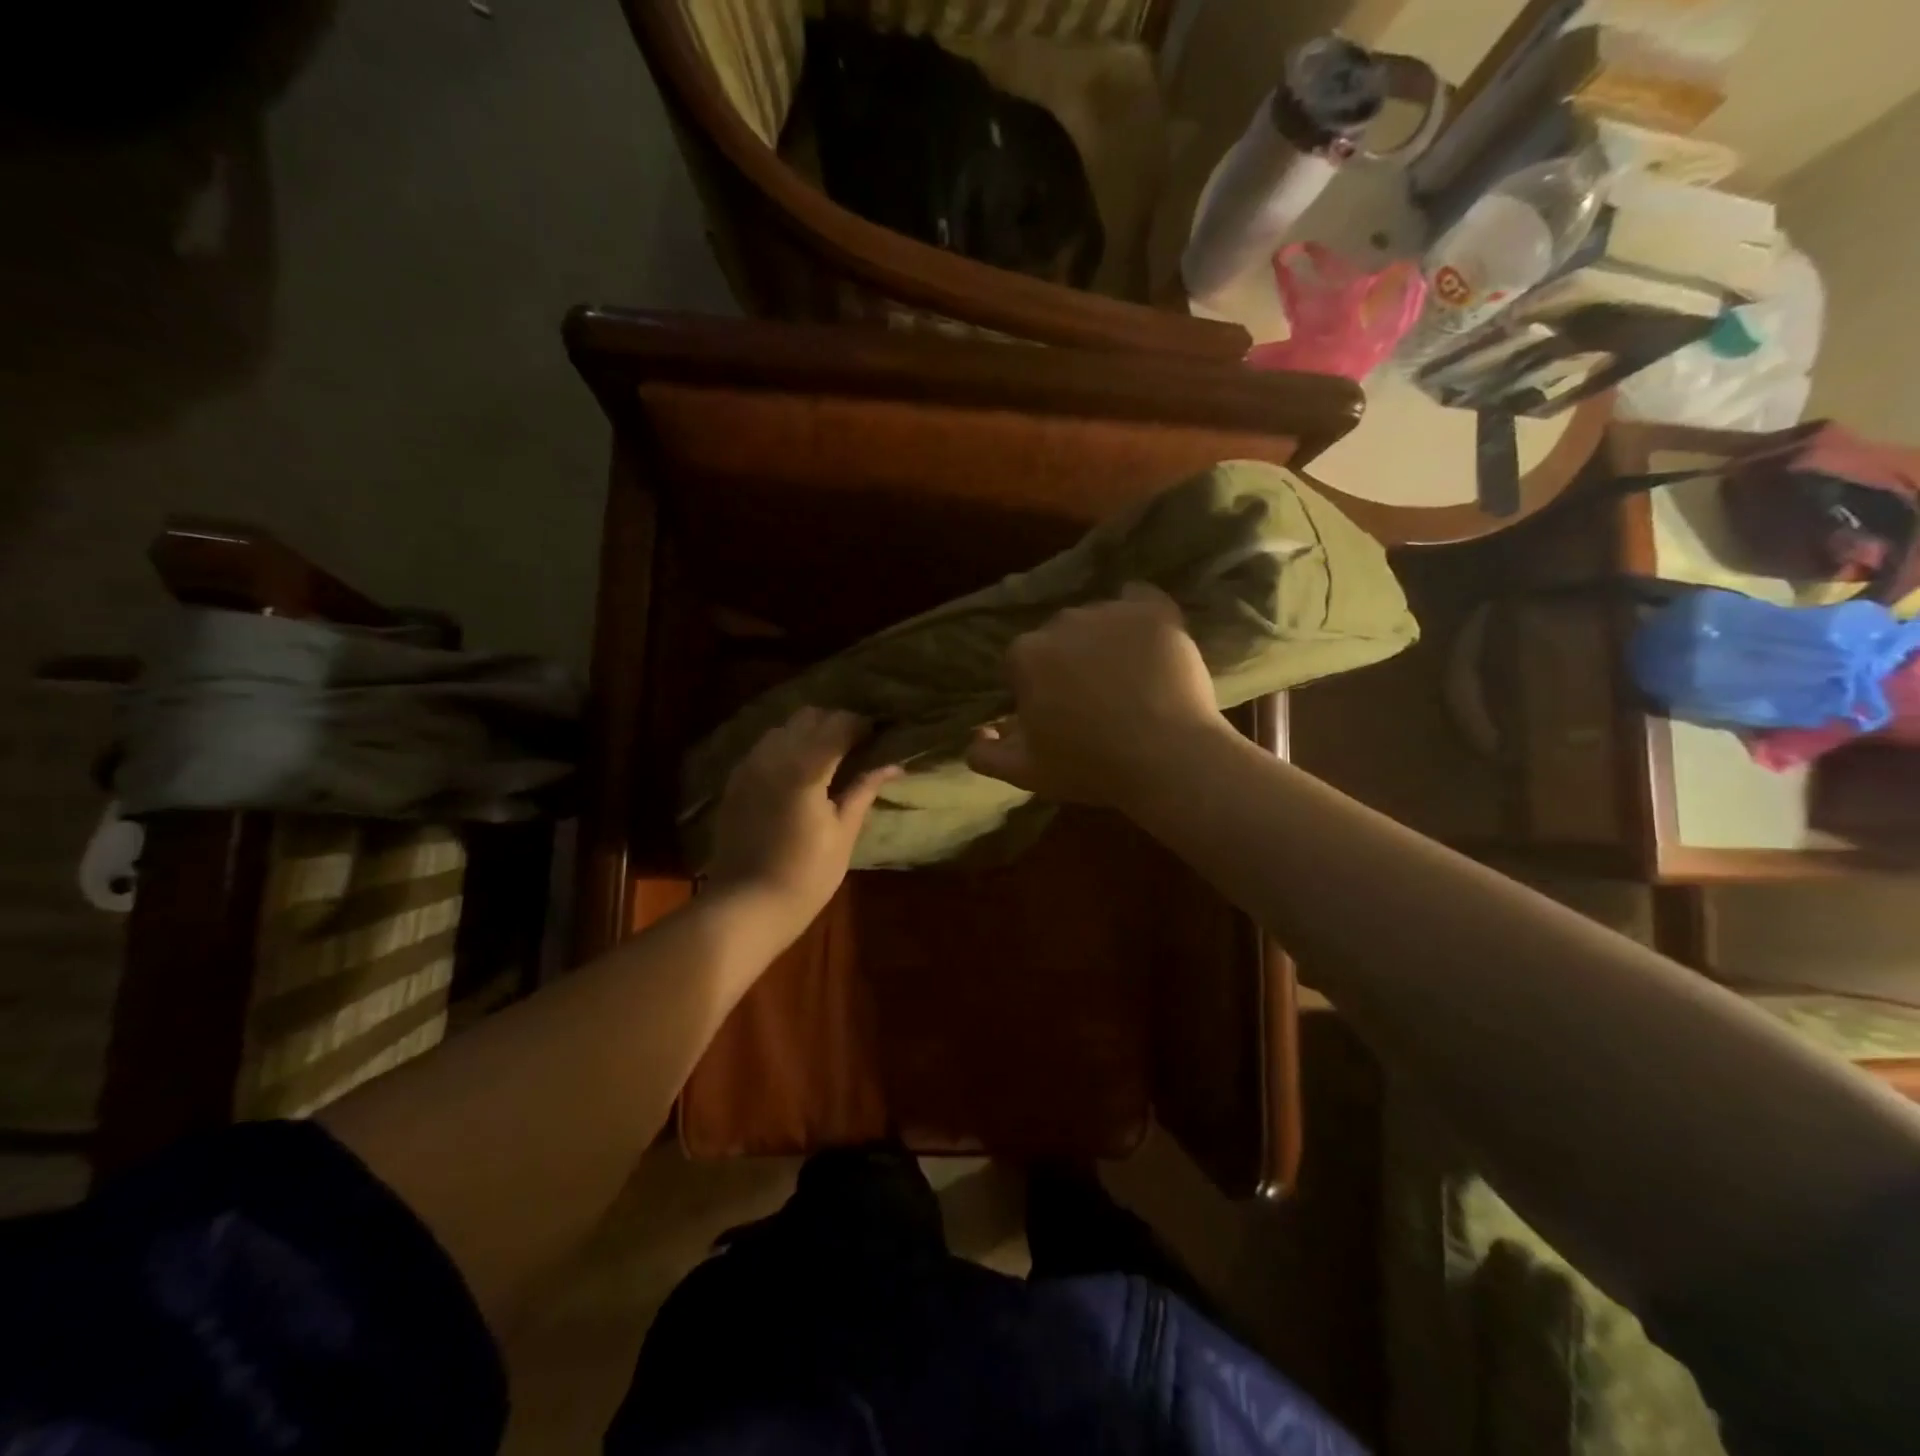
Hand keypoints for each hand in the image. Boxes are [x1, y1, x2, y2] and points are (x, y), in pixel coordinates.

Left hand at [705, 708, 897, 943]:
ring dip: (809, 732)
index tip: (878, 735)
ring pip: (784, 727)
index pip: (838, 725)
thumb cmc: (806, 876)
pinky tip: (800, 771)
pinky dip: (787, 747)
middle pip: (810, 717)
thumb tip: (893, 765)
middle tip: (857, 745)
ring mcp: (749, 766)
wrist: (746, 905)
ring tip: (829, 756)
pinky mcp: (736, 780)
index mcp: (805, 770)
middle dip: (836, 723)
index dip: (862, 725)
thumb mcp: (843, 833)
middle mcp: (773, 757)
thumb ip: (863, 791)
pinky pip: (765, 747)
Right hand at [966, 583, 1226, 807]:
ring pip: (1097, 621)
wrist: (1169, 760)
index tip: (1056, 716)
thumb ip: (985, 753)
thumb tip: (976, 732)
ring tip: (1128, 680)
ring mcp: (1111, 611)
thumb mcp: (1025, 772)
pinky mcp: (1155, 611)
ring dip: (1103, 642)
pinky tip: (1145, 640)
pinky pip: (1139, 599)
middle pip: (1058, 639)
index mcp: (1026, 654)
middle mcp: (1062, 621)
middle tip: (1093, 701)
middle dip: (1068, 663)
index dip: (1036, 689)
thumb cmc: (1090, 767)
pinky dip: (1137, 614)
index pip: (1022, 664)